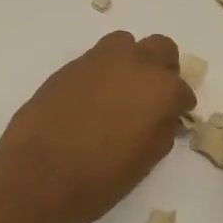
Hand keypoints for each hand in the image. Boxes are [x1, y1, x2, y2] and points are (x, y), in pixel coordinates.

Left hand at [0, 32, 194, 222]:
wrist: (40, 176)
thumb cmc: (102, 178)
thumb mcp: (147, 159)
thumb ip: (162, 129)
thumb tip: (163, 117)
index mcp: (161, 90)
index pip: (183, 90)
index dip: (179, 106)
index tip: (172, 119)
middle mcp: (135, 65)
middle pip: (161, 48)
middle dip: (162, 69)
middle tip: (152, 95)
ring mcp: (99, 61)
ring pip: (125, 44)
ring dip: (130, 62)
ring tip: (120, 91)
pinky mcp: (69, 66)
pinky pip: (95, 60)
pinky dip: (101, 74)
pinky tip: (92, 101)